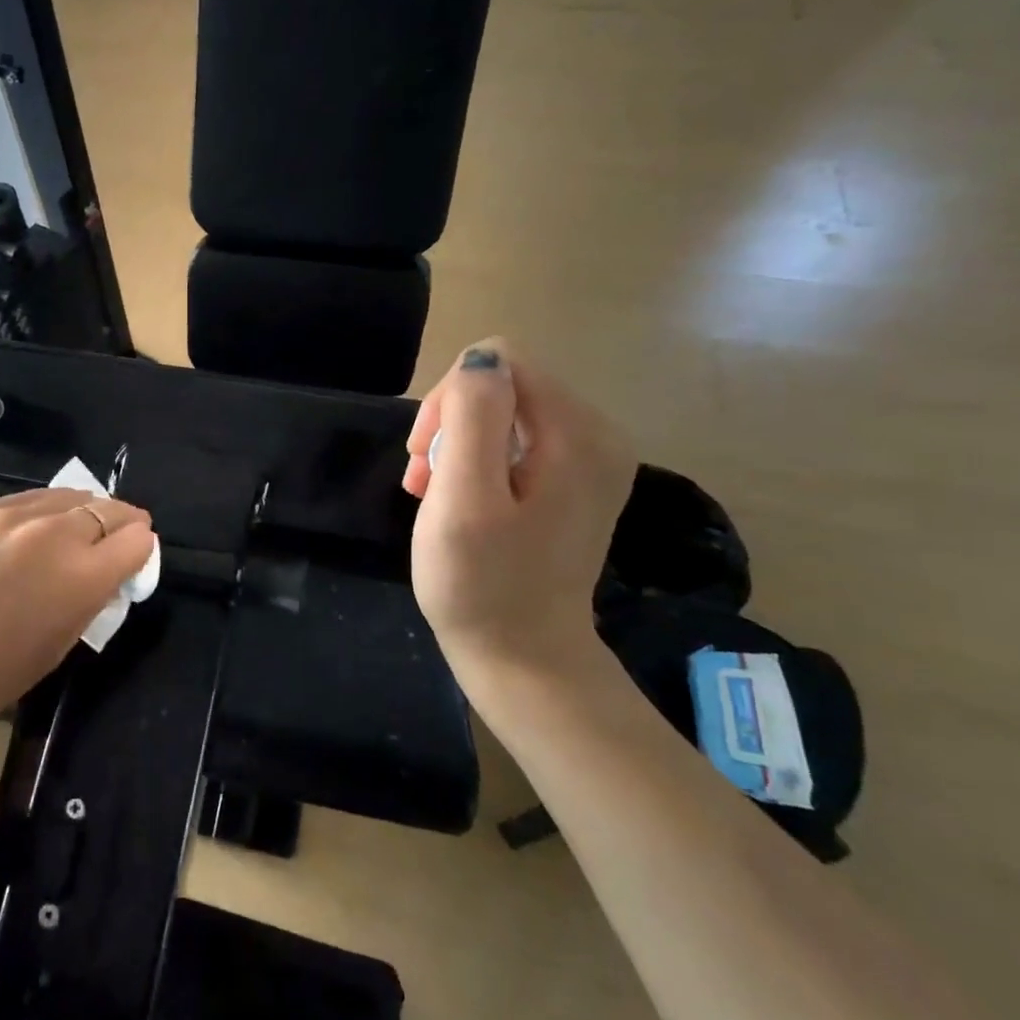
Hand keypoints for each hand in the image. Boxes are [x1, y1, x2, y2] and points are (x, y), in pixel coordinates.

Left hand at [0, 487, 154, 745]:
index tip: (133, 558)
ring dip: (82, 511)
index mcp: (82, 576)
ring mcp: (11, 516)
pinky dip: (41, 512)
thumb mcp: (61, 642)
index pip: (137, 540)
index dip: (141, 550)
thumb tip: (108, 570)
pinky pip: (26, 500)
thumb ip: (92, 596)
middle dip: (120, 524)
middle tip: (117, 538)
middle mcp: (54, 534)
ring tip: (75, 529)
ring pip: (68, 495)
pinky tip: (31, 532)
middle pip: (109, 508)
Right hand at [404, 339, 635, 680]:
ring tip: (433, 494)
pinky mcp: (573, 484)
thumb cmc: (481, 584)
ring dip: (456, 445)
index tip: (427, 458)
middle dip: (450, 423)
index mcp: (577, 433)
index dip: (448, 399)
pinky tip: (458, 499)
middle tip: (423, 480)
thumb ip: (471, 416)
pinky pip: (515, 443)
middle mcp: (595, 436)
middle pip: (503, 385)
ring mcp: (588, 461)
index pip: (499, 363)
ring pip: (503, 414)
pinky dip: (477, 463)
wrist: (523, 660)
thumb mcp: (463, 497)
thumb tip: (481, 360)